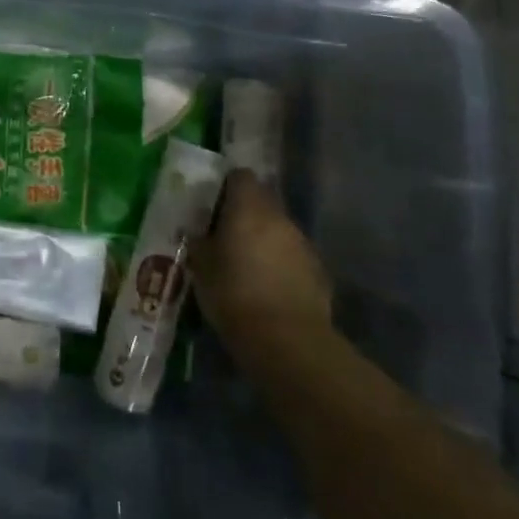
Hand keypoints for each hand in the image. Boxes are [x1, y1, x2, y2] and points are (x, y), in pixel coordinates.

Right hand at [192, 170, 334, 377]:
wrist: (287, 342)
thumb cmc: (234, 295)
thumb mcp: (201, 268)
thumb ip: (200, 242)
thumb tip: (199, 232)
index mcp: (249, 208)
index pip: (240, 176)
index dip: (227, 186)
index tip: (214, 204)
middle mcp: (279, 217)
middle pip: (262, 201)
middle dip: (246, 213)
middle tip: (226, 235)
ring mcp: (303, 244)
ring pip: (279, 229)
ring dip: (265, 239)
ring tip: (248, 265)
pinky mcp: (319, 271)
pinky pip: (294, 256)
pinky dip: (282, 264)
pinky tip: (269, 288)